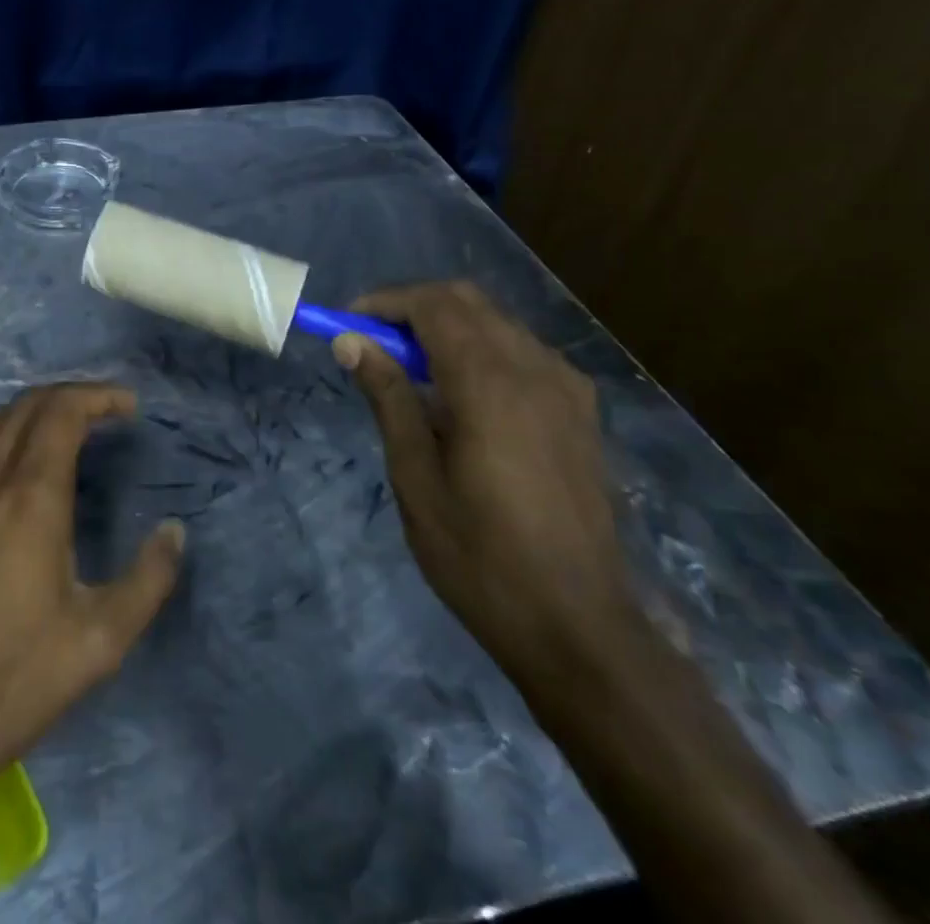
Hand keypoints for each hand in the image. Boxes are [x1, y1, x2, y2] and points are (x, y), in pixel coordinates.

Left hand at [0, 384, 186, 805]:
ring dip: (29, 413)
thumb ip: (147, 581)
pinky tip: (7, 476)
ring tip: (60, 435)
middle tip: (102, 415)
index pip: (61, 410)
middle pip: (25, 404)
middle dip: (69, 397)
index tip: (128, 406)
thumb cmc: (5, 682)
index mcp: (28, 495)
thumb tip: (174, 532)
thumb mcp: (97, 643)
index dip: (98, 396)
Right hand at [334, 281, 637, 682]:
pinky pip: (524, 351)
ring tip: (410, 370)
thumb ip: (388, 397)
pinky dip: (483, 349)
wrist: (580, 626)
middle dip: (414, 308)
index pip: (432, 305)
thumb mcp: (416, 476)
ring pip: (497, 322)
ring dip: (448, 327)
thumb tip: (351, 342)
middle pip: (467, 302)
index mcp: (489, 383)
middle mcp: (534, 369)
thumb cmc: (480, 555)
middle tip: (374, 343)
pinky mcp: (581, 412)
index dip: (384, 303)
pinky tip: (464, 395)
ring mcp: (566, 389)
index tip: (347, 323)